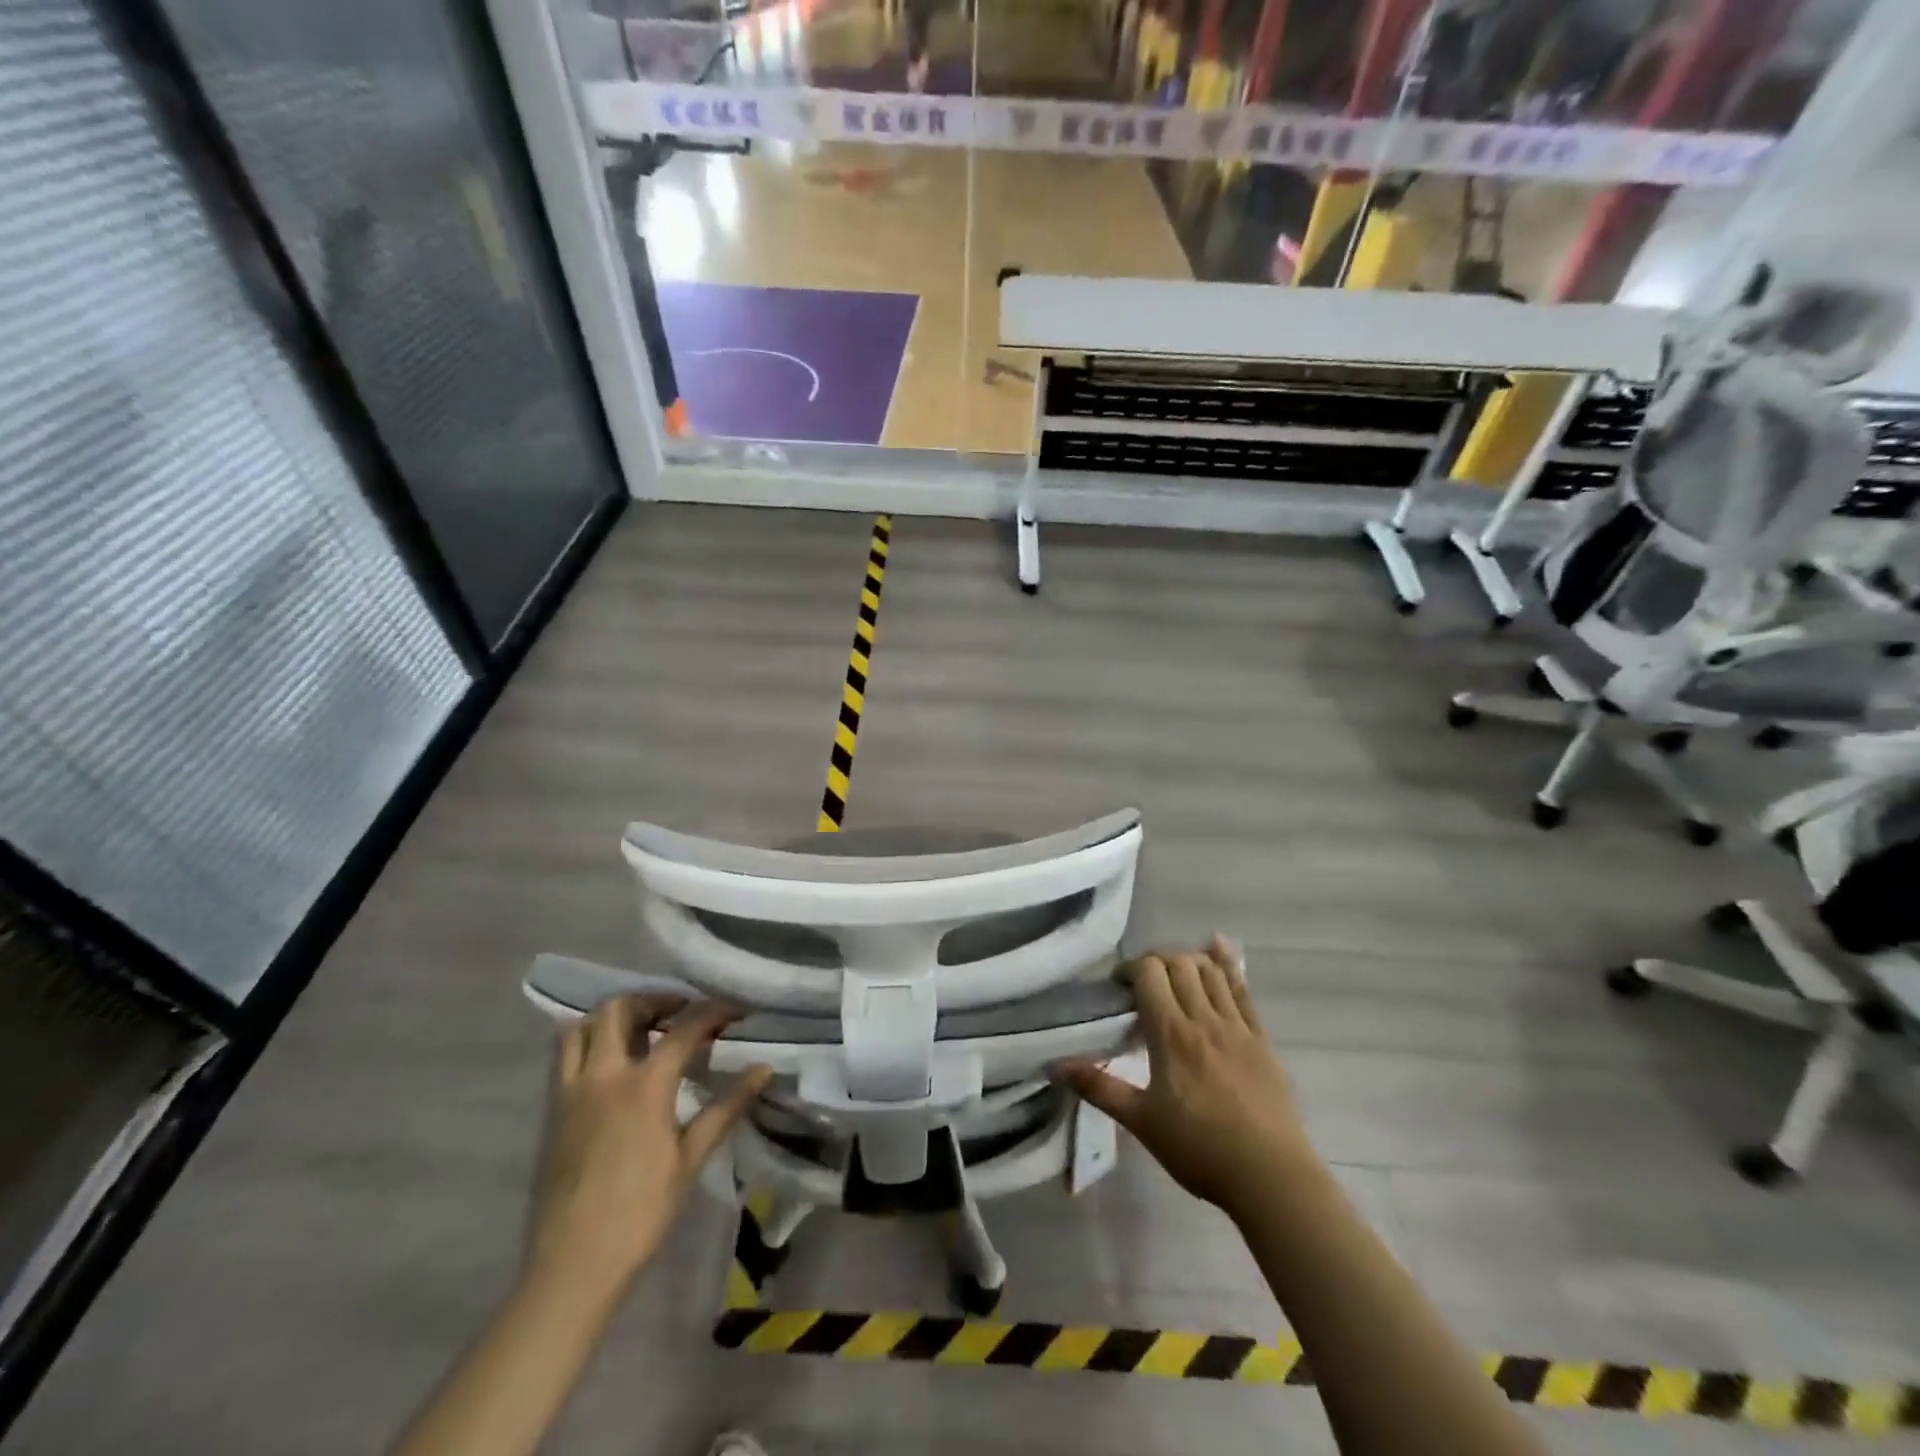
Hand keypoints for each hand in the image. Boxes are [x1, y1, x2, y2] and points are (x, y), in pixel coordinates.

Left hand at [524, 996, 770, 1306]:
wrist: (573, 1266)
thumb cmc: (641, 1213)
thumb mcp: (691, 1158)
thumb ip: (727, 1106)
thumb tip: (763, 1069)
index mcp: (644, 1085)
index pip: (684, 1027)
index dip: (713, 1011)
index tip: (735, 1010)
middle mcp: (604, 1075)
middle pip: (620, 1009)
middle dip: (653, 1000)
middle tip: (679, 1014)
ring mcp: (571, 1091)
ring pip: (581, 1026)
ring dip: (612, 1017)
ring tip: (639, 1030)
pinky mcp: (552, 1111)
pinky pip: (564, 1056)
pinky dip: (588, 1041)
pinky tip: (611, 1064)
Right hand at [1059, 935, 1310, 1220]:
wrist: (1271, 1178)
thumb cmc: (1199, 1149)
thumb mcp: (1141, 1122)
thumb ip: (1099, 1088)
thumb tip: (1054, 1066)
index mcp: (1171, 1034)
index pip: (1149, 973)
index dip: (1129, 968)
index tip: (1118, 986)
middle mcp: (1204, 1018)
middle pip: (1179, 963)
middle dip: (1155, 961)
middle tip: (1142, 983)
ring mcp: (1237, 1026)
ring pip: (1211, 970)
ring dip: (1188, 960)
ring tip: (1174, 975)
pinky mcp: (1261, 1038)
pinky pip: (1243, 989)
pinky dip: (1227, 964)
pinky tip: (1218, 947)